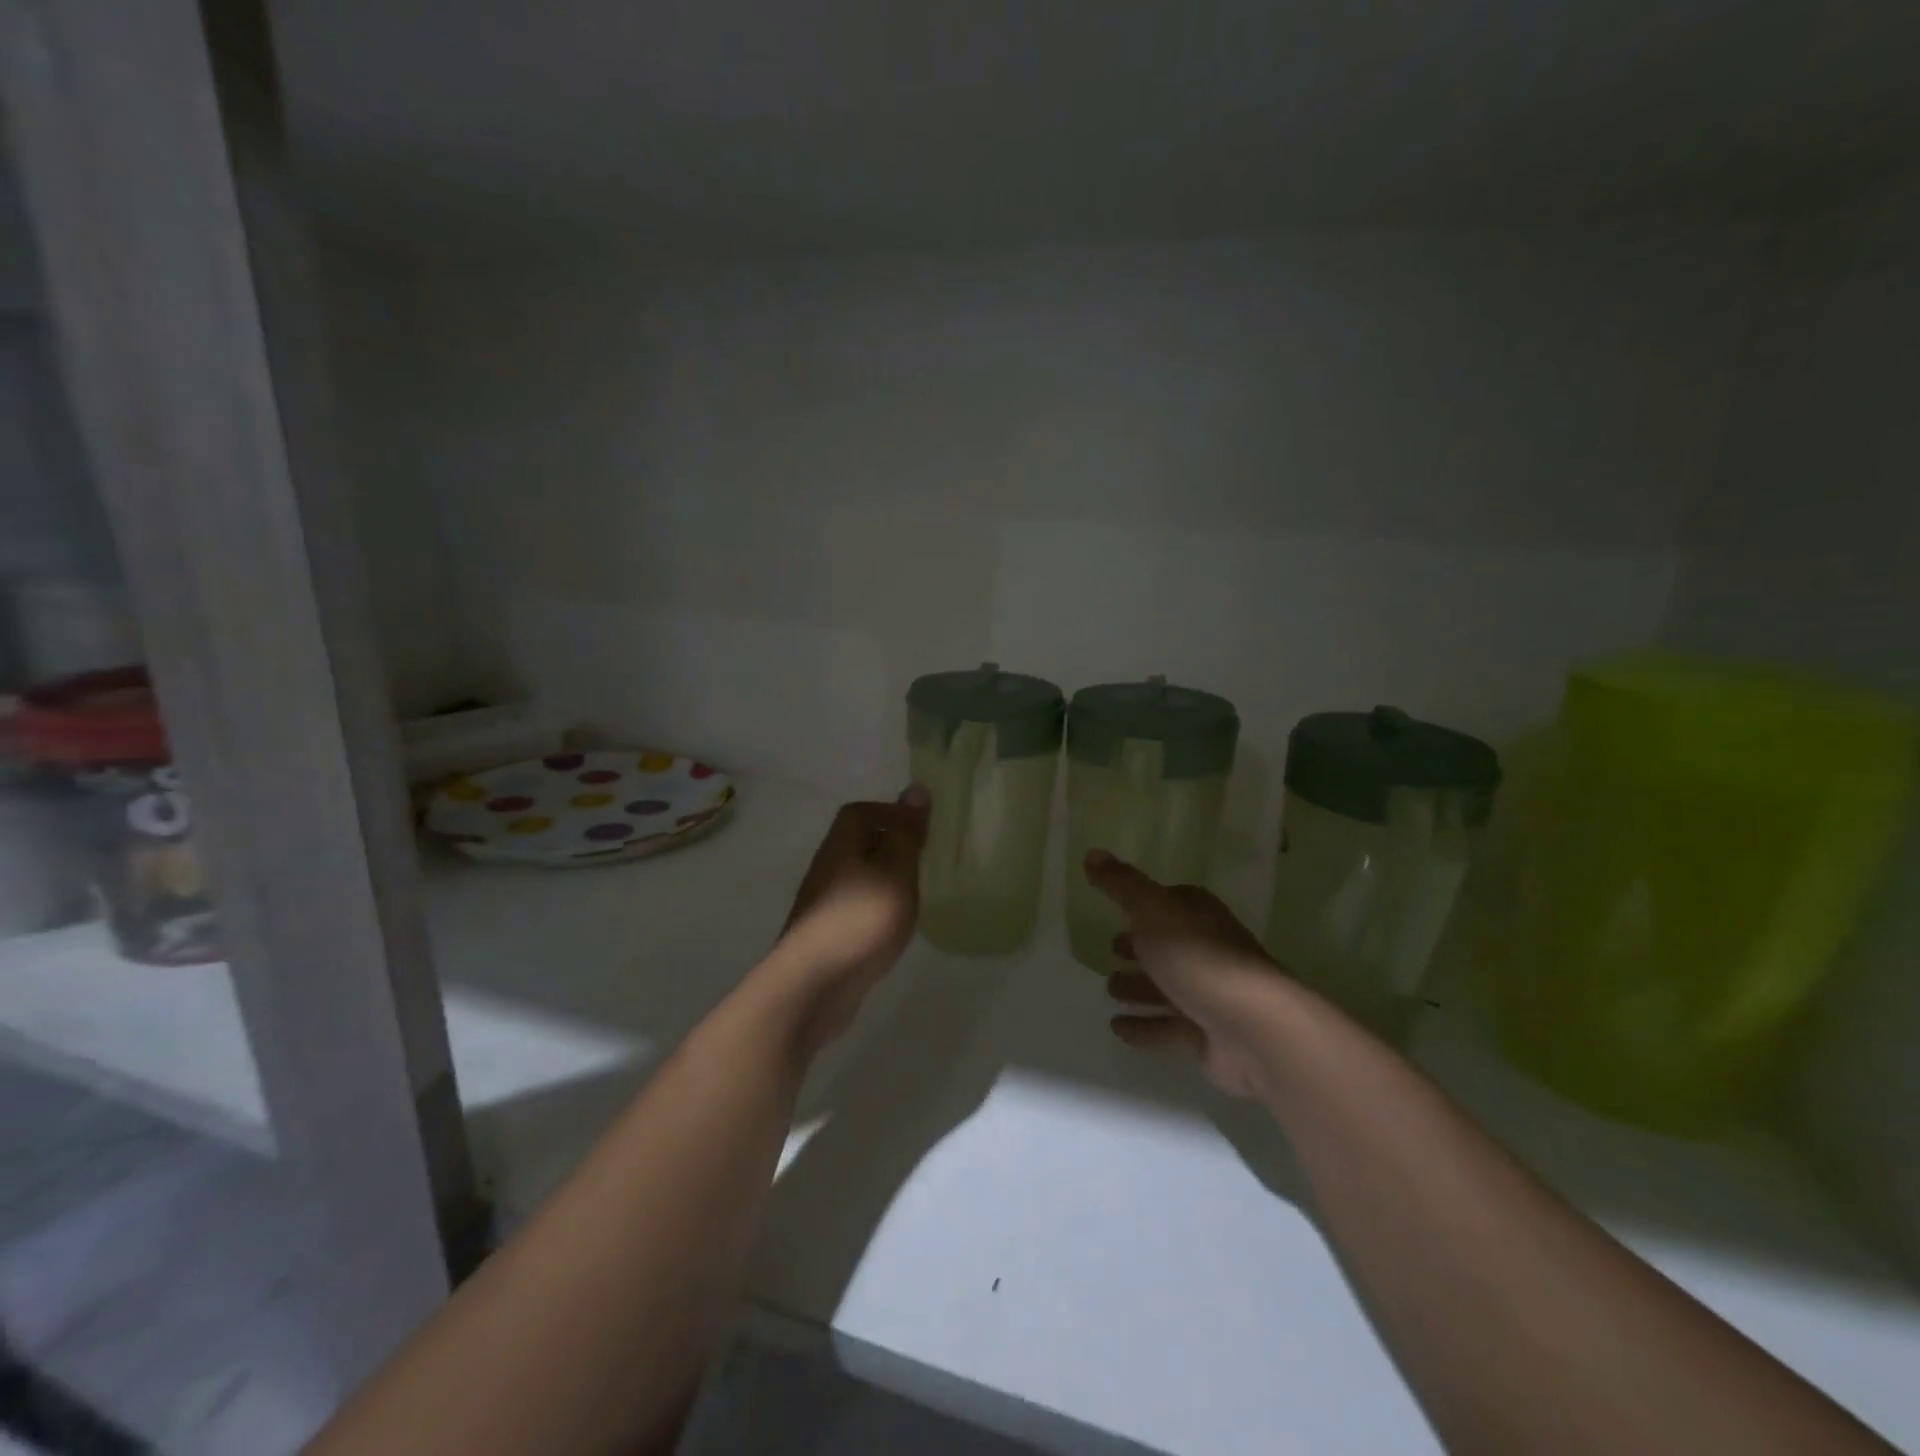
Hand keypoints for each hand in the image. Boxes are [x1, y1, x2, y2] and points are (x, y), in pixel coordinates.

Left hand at [765, 786, 929, 1053]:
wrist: (812, 985)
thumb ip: (907, 834)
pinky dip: (874, 909)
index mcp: (841, 845)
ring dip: (882, 880)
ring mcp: (821, 904)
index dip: (889, 813)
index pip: (859, 812)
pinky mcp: (824, 936)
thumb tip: (916, 788)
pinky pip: (854, 908)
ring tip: (912, 894)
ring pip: (856, 878)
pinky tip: (891, 928)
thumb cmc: (861, 919)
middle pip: (856, 844)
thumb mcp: (896, 871)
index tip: (920, 829)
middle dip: (888, 847)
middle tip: (922, 862)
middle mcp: (826, 868)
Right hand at [1087, 850, 1291, 1100]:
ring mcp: (1212, 995)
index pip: (1172, 902)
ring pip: (1168, 988)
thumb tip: (1092, 852)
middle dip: (1140, 949)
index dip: (1145, 905)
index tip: (1118, 910)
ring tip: (1110, 990)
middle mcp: (1209, 950)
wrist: (1252, 1027)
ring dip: (1139, 988)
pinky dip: (1144, 1027)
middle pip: (1170, 946)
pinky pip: (1169, 1028)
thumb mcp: (1151, 910)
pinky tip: (1117, 1028)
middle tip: (1110, 951)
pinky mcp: (1210, 1036)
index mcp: (1200, 915)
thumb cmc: (1198, 957)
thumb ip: (1121, 884)